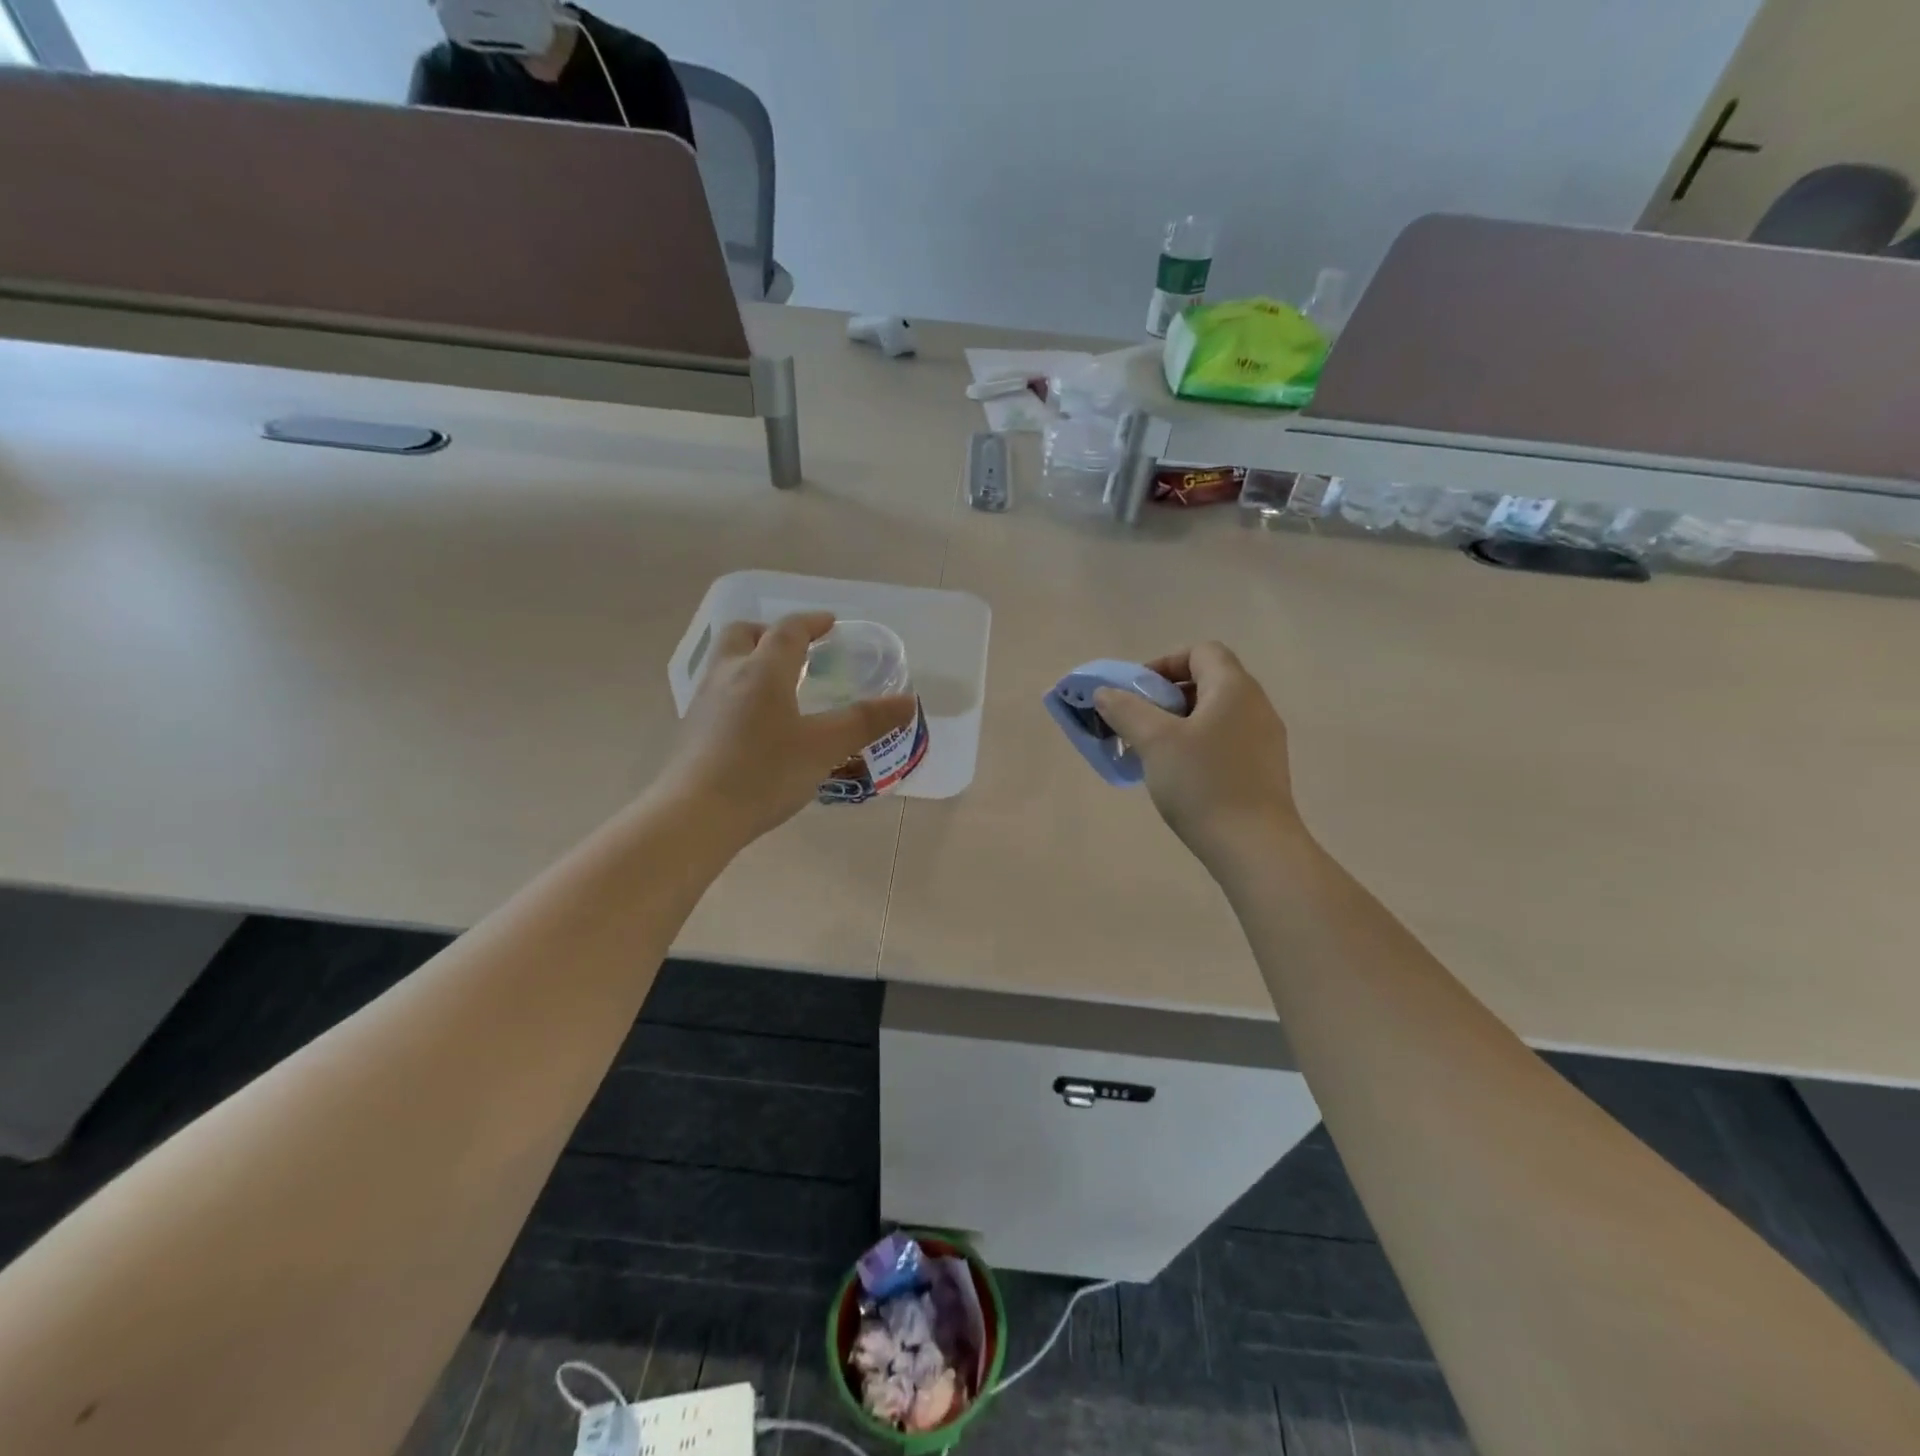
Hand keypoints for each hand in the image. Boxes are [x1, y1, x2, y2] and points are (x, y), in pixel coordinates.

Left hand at [658, 613, 917, 845]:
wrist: (695, 815)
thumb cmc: (764, 773)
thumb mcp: (824, 747)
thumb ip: (865, 721)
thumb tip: (907, 702)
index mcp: (763, 670)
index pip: (788, 631)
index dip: (811, 622)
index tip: (829, 624)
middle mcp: (729, 674)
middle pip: (743, 634)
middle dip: (770, 633)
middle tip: (796, 650)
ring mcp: (704, 702)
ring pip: (726, 662)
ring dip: (752, 660)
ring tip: (779, 687)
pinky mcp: (692, 729)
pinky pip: (718, 692)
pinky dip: (740, 690)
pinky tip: (755, 723)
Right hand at [1093, 642, 1302, 864]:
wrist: (1254, 847)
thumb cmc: (1203, 784)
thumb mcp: (1154, 742)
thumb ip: (1126, 710)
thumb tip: (1105, 693)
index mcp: (1234, 688)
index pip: (1201, 652)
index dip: (1165, 663)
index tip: (1136, 692)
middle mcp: (1256, 705)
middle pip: (1208, 681)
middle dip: (1166, 697)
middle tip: (1138, 723)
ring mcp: (1265, 739)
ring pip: (1215, 714)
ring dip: (1180, 723)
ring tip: (1153, 752)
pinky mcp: (1264, 768)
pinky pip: (1225, 740)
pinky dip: (1198, 745)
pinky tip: (1179, 776)